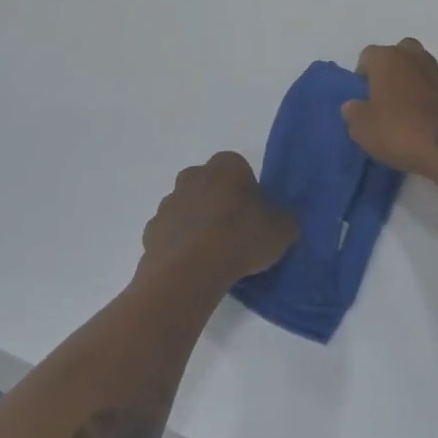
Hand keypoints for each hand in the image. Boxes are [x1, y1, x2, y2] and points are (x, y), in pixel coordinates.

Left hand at [139, 152, 296, 290]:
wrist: (189, 271)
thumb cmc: (240, 239)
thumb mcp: (281, 231)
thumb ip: (286, 220)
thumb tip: (286, 220)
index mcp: (226, 166)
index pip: (239, 168)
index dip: (248, 190)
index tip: (256, 214)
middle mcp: (193, 175)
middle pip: (210, 184)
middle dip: (220, 201)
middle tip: (236, 231)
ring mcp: (168, 202)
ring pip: (188, 207)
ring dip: (198, 222)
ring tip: (215, 254)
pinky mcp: (151, 230)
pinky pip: (171, 233)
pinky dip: (180, 244)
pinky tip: (194, 265)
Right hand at [343, 39, 437, 184]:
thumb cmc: (399, 132)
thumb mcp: (361, 129)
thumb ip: (353, 112)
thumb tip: (353, 105)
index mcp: (389, 59)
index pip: (368, 55)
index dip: (363, 74)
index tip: (363, 96)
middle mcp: (416, 58)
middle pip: (400, 53)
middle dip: (392, 69)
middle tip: (386, 95)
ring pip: (423, 69)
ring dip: (415, 82)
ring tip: (409, 109)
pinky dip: (434, 99)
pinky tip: (429, 120)